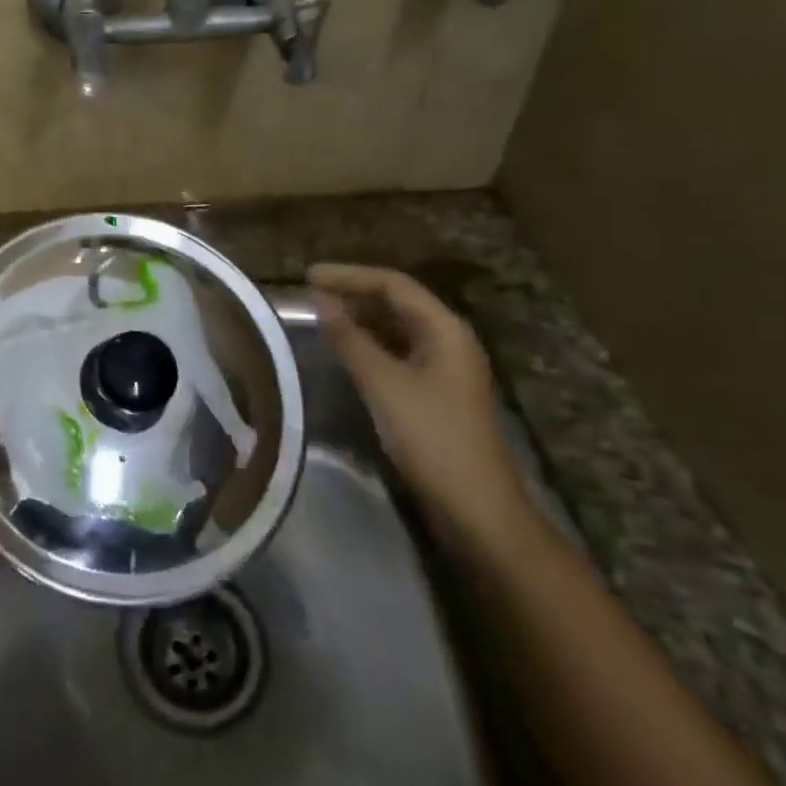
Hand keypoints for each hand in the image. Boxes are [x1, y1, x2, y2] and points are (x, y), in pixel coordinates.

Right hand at [309, 263, 532, 551]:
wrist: (477, 509)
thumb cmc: (432, 438)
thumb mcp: (384, 384)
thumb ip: (350, 339)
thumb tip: (320, 301)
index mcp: (444, 329)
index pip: (393, 284)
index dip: (349, 276)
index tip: (308, 276)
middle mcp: (448, 340)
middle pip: (397, 302)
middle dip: (354, 294)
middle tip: (310, 294)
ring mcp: (444, 368)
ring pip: (396, 328)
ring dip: (360, 319)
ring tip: (321, 317)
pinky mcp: (436, 393)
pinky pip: (397, 353)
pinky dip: (369, 345)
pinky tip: (346, 352)